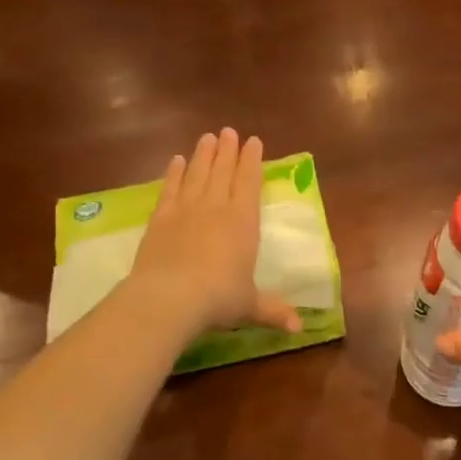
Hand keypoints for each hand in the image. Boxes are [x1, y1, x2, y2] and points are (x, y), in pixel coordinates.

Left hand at [128, 129, 300, 338]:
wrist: (170, 297)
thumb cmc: (218, 298)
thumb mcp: (250, 306)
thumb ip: (273, 310)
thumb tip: (299, 328)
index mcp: (244, 222)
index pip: (250, 183)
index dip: (252, 161)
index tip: (254, 141)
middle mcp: (216, 208)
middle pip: (223, 172)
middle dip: (228, 150)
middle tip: (229, 131)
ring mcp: (186, 210)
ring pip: (198, 174)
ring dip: (203, 155)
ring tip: (207, 137)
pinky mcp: (160, 218)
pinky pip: (170, 189)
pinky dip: (174, 173)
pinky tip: (176, 161)